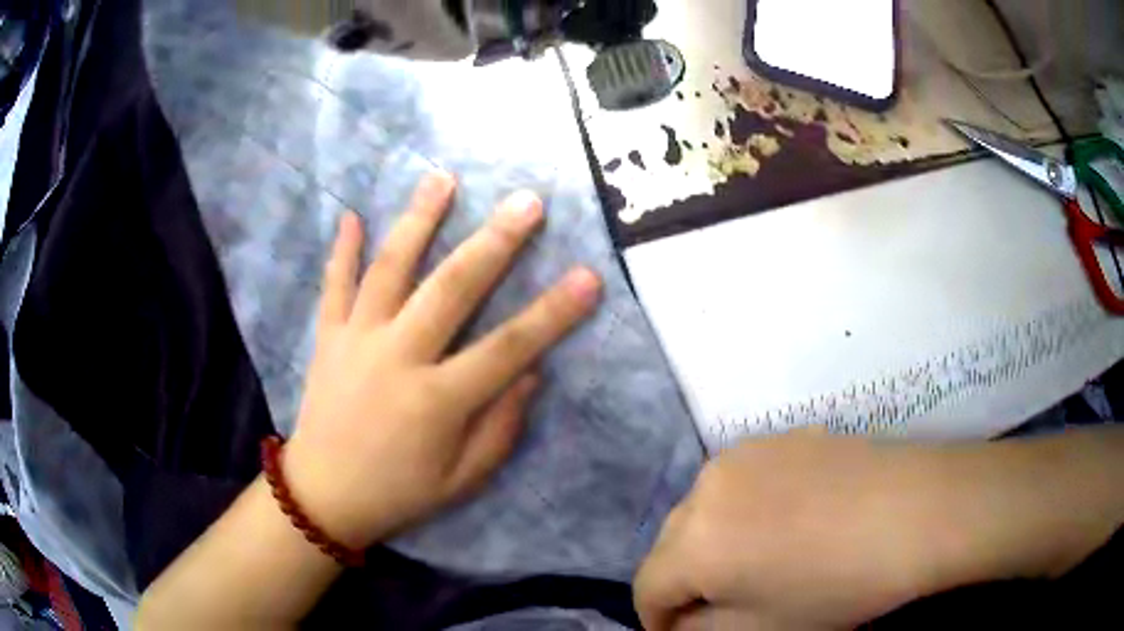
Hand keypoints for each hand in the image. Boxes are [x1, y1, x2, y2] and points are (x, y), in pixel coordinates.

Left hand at [283, 172, 601, 548]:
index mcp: (437, 401)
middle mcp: (398, 358)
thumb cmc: (399, 492)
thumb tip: (529, 373)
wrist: (323, 497)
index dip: (554, 312)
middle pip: (453, 288)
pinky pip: (334, 286)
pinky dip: (341, 250)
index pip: (508, 347)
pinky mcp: (327, 338)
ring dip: (419, 220)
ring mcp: (357, 341)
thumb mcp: (462, 480)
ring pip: (390, 269)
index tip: (589, 276)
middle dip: (495, 241)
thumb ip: (499, 427)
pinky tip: (350, 213)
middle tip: (527, 201)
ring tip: (442, 178)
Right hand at [635, 432, 947, 630]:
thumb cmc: (839, 586)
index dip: (657, 620)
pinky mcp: (779, 438)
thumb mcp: (759, 630)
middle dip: (684, 581)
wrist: (917, 511)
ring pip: (702, 510)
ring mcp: (745, 453)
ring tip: (753, 562)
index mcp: (695, 542)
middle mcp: (706, 486)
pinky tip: (784, 524)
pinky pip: (738, 483)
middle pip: (671, 544)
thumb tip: (683, 620)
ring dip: (711, 543)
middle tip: (719, 605)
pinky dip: (742, 511)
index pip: (648, 586)